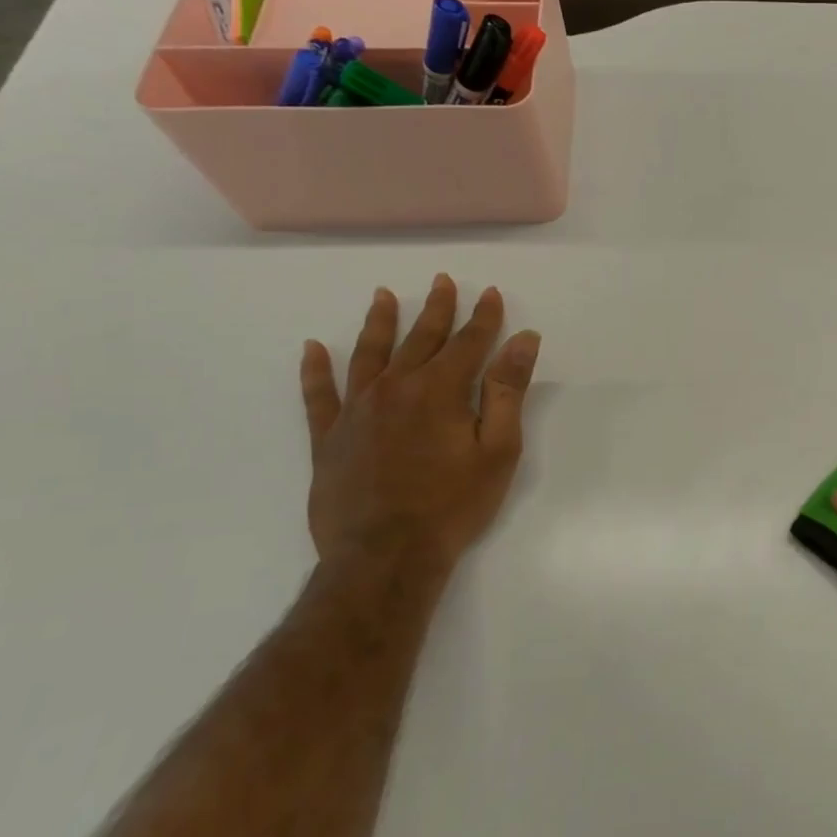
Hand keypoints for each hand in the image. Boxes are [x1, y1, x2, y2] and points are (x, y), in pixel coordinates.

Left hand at [300, 275, 540, 572]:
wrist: (385, 555)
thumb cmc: (454, 504)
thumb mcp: (498, 449)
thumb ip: (507, 390)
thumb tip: (523, 339)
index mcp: (439, 390)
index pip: (468, 342)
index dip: (483, 317)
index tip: (490, 293)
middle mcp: (395, 388)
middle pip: (420, 339)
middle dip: (437, 309)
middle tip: (442, 281)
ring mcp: (356, 411)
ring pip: (369, 355)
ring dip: (379, 323)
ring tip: (384, 296)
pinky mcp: (329, 437)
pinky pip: (318, 395)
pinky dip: (316, 370)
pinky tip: (313, 349)